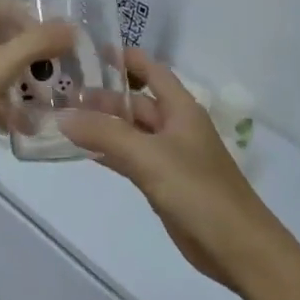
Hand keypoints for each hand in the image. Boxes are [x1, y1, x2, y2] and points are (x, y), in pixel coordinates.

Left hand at [0, 0, 74, 177]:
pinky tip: (22, 124)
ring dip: (18, 80)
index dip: (29, 17)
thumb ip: (35, 44)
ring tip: (46, 98)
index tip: (54, 40)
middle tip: (56, 69)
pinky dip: (2, 103)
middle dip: (28, 52)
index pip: (1, 6)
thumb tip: (71, 26)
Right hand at [60, 51, 286, 292]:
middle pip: (136, 102)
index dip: (124, 58)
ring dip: (102, 124)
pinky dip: (107, 152)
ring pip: (130, 131)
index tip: (87, 50)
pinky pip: (130, 158)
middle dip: (103, 95)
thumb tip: (62, 115)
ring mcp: (169, 156)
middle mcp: (175, 126)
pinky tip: (81, 150)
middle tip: (61, 92)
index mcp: (181, 109)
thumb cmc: (198, 191)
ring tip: (63, 117)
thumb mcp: (149, 157)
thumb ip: (105, 134)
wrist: (238, 249)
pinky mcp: (163, 183)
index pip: (151, 70)